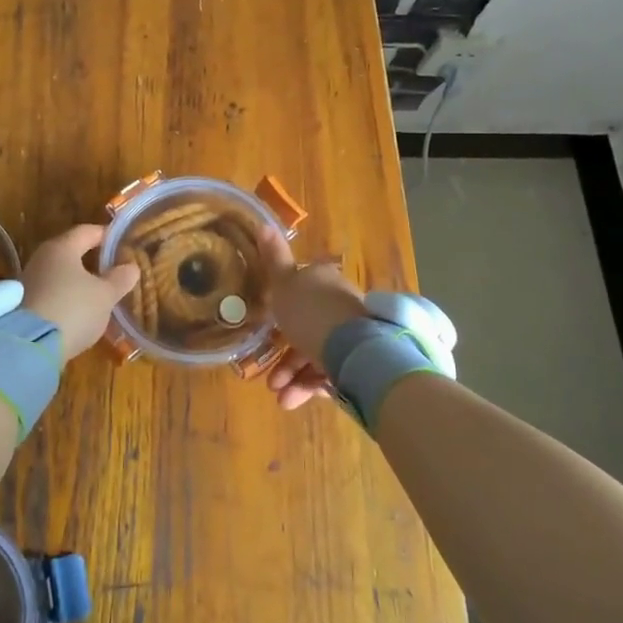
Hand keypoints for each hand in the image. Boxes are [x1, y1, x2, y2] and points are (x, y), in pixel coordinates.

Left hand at [21, 224, 139, 358]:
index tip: (121, 241)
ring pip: (59, 274)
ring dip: (77, 281)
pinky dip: (65, 297)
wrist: (29, 347)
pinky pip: (50, 293)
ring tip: (97, 293)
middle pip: (70, 252)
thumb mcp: (105, 295)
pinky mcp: (21, 306)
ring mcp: (27, 282)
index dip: (106, 235)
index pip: (86, 231)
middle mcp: (41, 259)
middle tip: (112, 268)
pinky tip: (78, 311)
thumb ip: (120, 279)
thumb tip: (131, 267)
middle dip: (91, 259)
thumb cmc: (73, 309)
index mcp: (61, 248)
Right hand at [257, 227, 370, 410]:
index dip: (282, 314)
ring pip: (316, 356)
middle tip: (269, 377)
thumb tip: (263, 223)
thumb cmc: (312, 312)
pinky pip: (329, 375)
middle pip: (307, 329)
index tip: (266, 333)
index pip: (301, 294)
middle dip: (284, 356)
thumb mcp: (284, 284)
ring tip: (279, 396)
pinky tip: (293, 400)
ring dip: (292, 376)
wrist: (355, 350)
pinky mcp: (360, 363)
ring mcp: (352, 336)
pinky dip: (309, 387)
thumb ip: (273, 259)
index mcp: (324, 283)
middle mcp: (340, 307)